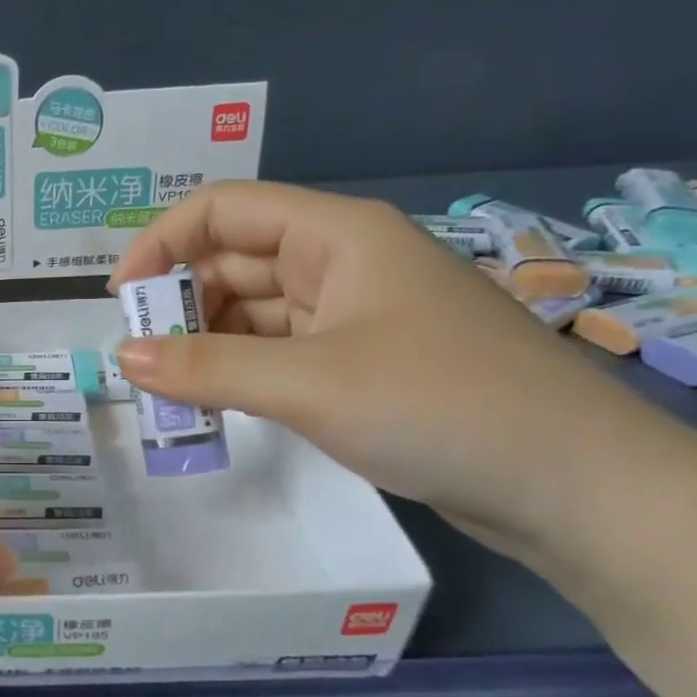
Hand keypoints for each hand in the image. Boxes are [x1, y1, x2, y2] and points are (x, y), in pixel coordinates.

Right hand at [107, 182, 668, 557]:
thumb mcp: (310, 384)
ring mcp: (355, 315)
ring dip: (206, 343)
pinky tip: (216, 404)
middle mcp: (343, 263)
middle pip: (234, 261)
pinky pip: (279, 352)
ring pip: (254, 311)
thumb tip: (122, 357)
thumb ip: (208, 367)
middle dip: (180, 304)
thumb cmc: (442, 406)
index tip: (120, 301)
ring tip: (168, 391)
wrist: (576, 487)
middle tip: (140, 362)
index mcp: (337, 235)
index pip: (224, 209)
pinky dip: (240, 371)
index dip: (161, 243)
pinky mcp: (362, 364)